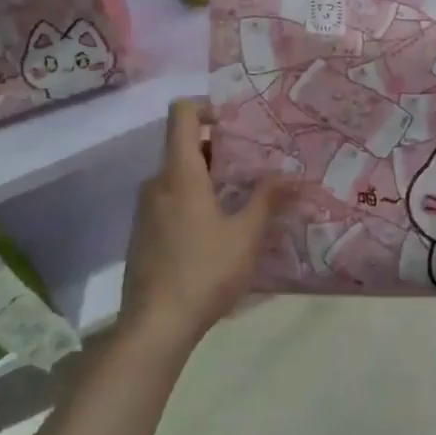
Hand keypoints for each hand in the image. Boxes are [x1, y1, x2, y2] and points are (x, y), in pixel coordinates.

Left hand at [118, 99, 290, 352]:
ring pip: (178, 178)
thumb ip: (268, 200)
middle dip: (220, 151)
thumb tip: (293, 175)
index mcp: (180, 174)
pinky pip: (169, 202)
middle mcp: (157, 184)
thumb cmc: (204, 271)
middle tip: (254, 167)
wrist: (154, 326)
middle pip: (184, 147)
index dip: (206, 107)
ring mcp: (145, 210)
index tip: (236, 125)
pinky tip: (216, 232)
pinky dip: (193, 202)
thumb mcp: (246, 235)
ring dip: (208, 179)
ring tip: (241, 200)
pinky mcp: (142, 235)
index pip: (182, 115)